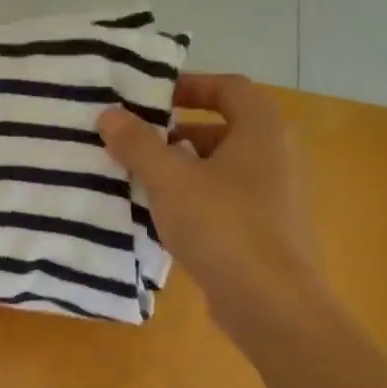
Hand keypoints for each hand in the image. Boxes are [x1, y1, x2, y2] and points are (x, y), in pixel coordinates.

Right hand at [98, 74, 317, 341]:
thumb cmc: (222, 225)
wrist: (271, 301)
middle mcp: (278, 155)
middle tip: (138, 143)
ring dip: (184, 169)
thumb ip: (138, 144)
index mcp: (263, 130)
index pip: (229, 87)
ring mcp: (277, 196)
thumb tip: (109, 114)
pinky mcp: (269, 231)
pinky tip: (166, 220)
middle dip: (178, 134)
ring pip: (223, 169)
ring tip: (142, 182)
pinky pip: (228, 201)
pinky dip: (198, 200)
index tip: (152, 98)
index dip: (190, 85)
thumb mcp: (170, 180)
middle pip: (224, 129)